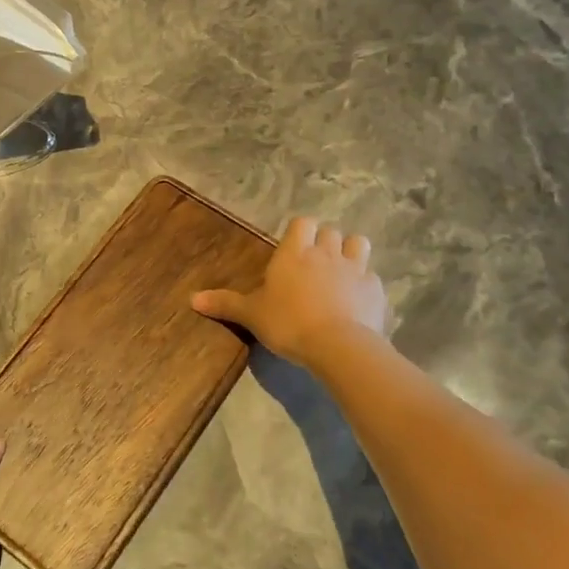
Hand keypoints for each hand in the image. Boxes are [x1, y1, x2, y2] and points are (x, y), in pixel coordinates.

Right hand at [192, 215, 386, 365]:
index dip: (300, 232)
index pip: (302, 222)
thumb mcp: (251, 315)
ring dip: (351, 253)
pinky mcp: (376, 290)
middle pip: (330, 231)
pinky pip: (372, 278)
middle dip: (325, 242)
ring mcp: (356, 269)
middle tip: (314, 263)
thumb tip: (192, 299)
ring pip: (359, 244)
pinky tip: (358, 302)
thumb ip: (225, 304)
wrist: (338, 345)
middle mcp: (326, 252)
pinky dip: (366, 285)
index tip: (294, 247)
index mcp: (295, 252)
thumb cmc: (288, 323)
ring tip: (342, 272)